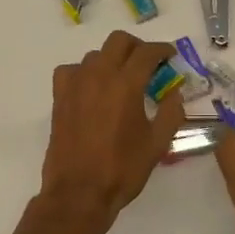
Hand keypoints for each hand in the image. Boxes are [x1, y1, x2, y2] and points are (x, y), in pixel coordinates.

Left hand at [39, 31, 185, 233]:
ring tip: (121, 80)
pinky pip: (71, 71)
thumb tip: (174, 93)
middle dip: (136, 47)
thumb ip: (171, 113)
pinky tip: (92, 89)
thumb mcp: (157, 144)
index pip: (146, 52)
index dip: (162, 50)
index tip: (170, 56)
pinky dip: (84, 73)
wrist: (79, 192)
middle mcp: (98, 75)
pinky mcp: (59, 97)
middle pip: (118, 41)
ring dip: (111, 60)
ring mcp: (75, 84)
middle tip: (148, 64)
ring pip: (95, 55)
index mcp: (126, 84)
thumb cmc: (122, 169)